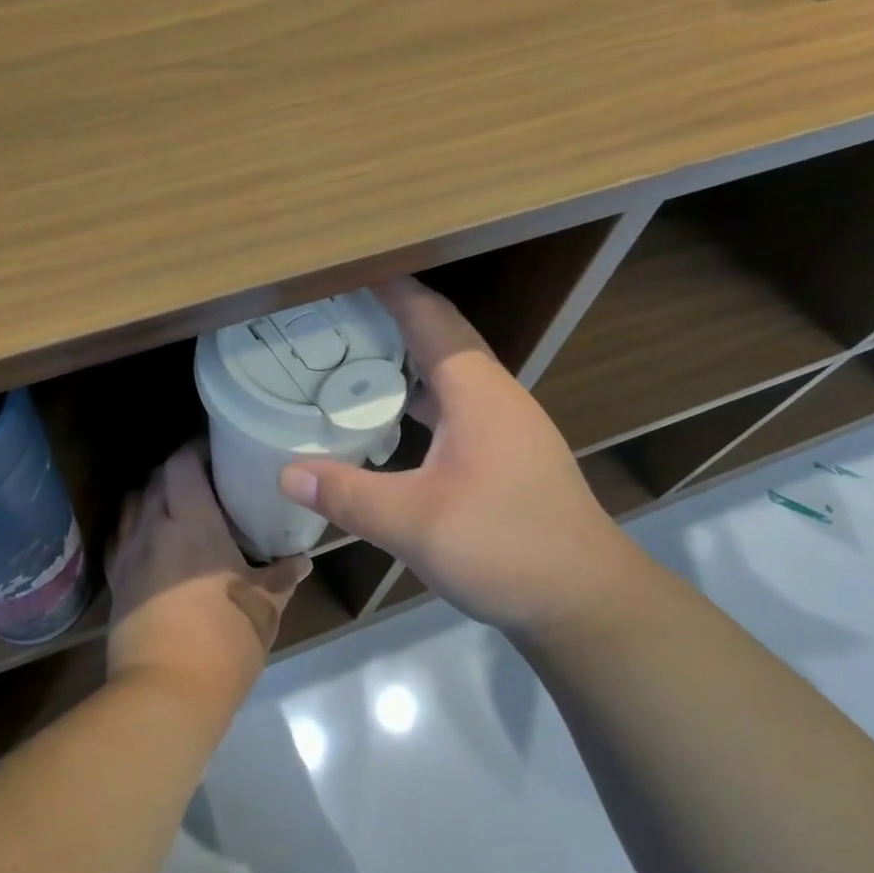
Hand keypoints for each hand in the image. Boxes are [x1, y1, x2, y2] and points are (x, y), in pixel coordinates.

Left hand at [107, 443, 311, 711]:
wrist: (166, 693)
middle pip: (155, 478)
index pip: (182, 464)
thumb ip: (283, 577)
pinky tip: (150, 542)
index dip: (195, 450)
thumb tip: (303, 560)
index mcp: (193, 522)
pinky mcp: (116, 582)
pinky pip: (119, 538)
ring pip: (132, 504)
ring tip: (175, 507)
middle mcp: (154, 527)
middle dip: (176, 471)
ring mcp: (129, 554)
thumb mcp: (264, 607)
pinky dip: (133, 528)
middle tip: (204, 480)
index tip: (216, 451)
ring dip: (151, 496)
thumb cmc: (224, 640)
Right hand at [277, 278, 635, 636]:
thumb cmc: (506, 546)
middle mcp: (494, 394)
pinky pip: (454, 402)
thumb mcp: (415, 524)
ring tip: (350, 356)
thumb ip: (347, 495)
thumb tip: (287, 473)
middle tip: (330, 314)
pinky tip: (389, 417)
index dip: (387, 288)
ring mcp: (505, 423)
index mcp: (475, 390)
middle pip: (438, 335)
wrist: (586, 600)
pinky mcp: (506, 452)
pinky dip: (418, 395)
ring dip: (403, 357)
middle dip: (388, 316)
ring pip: (448, 370)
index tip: (341, 272)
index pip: (428, 315)